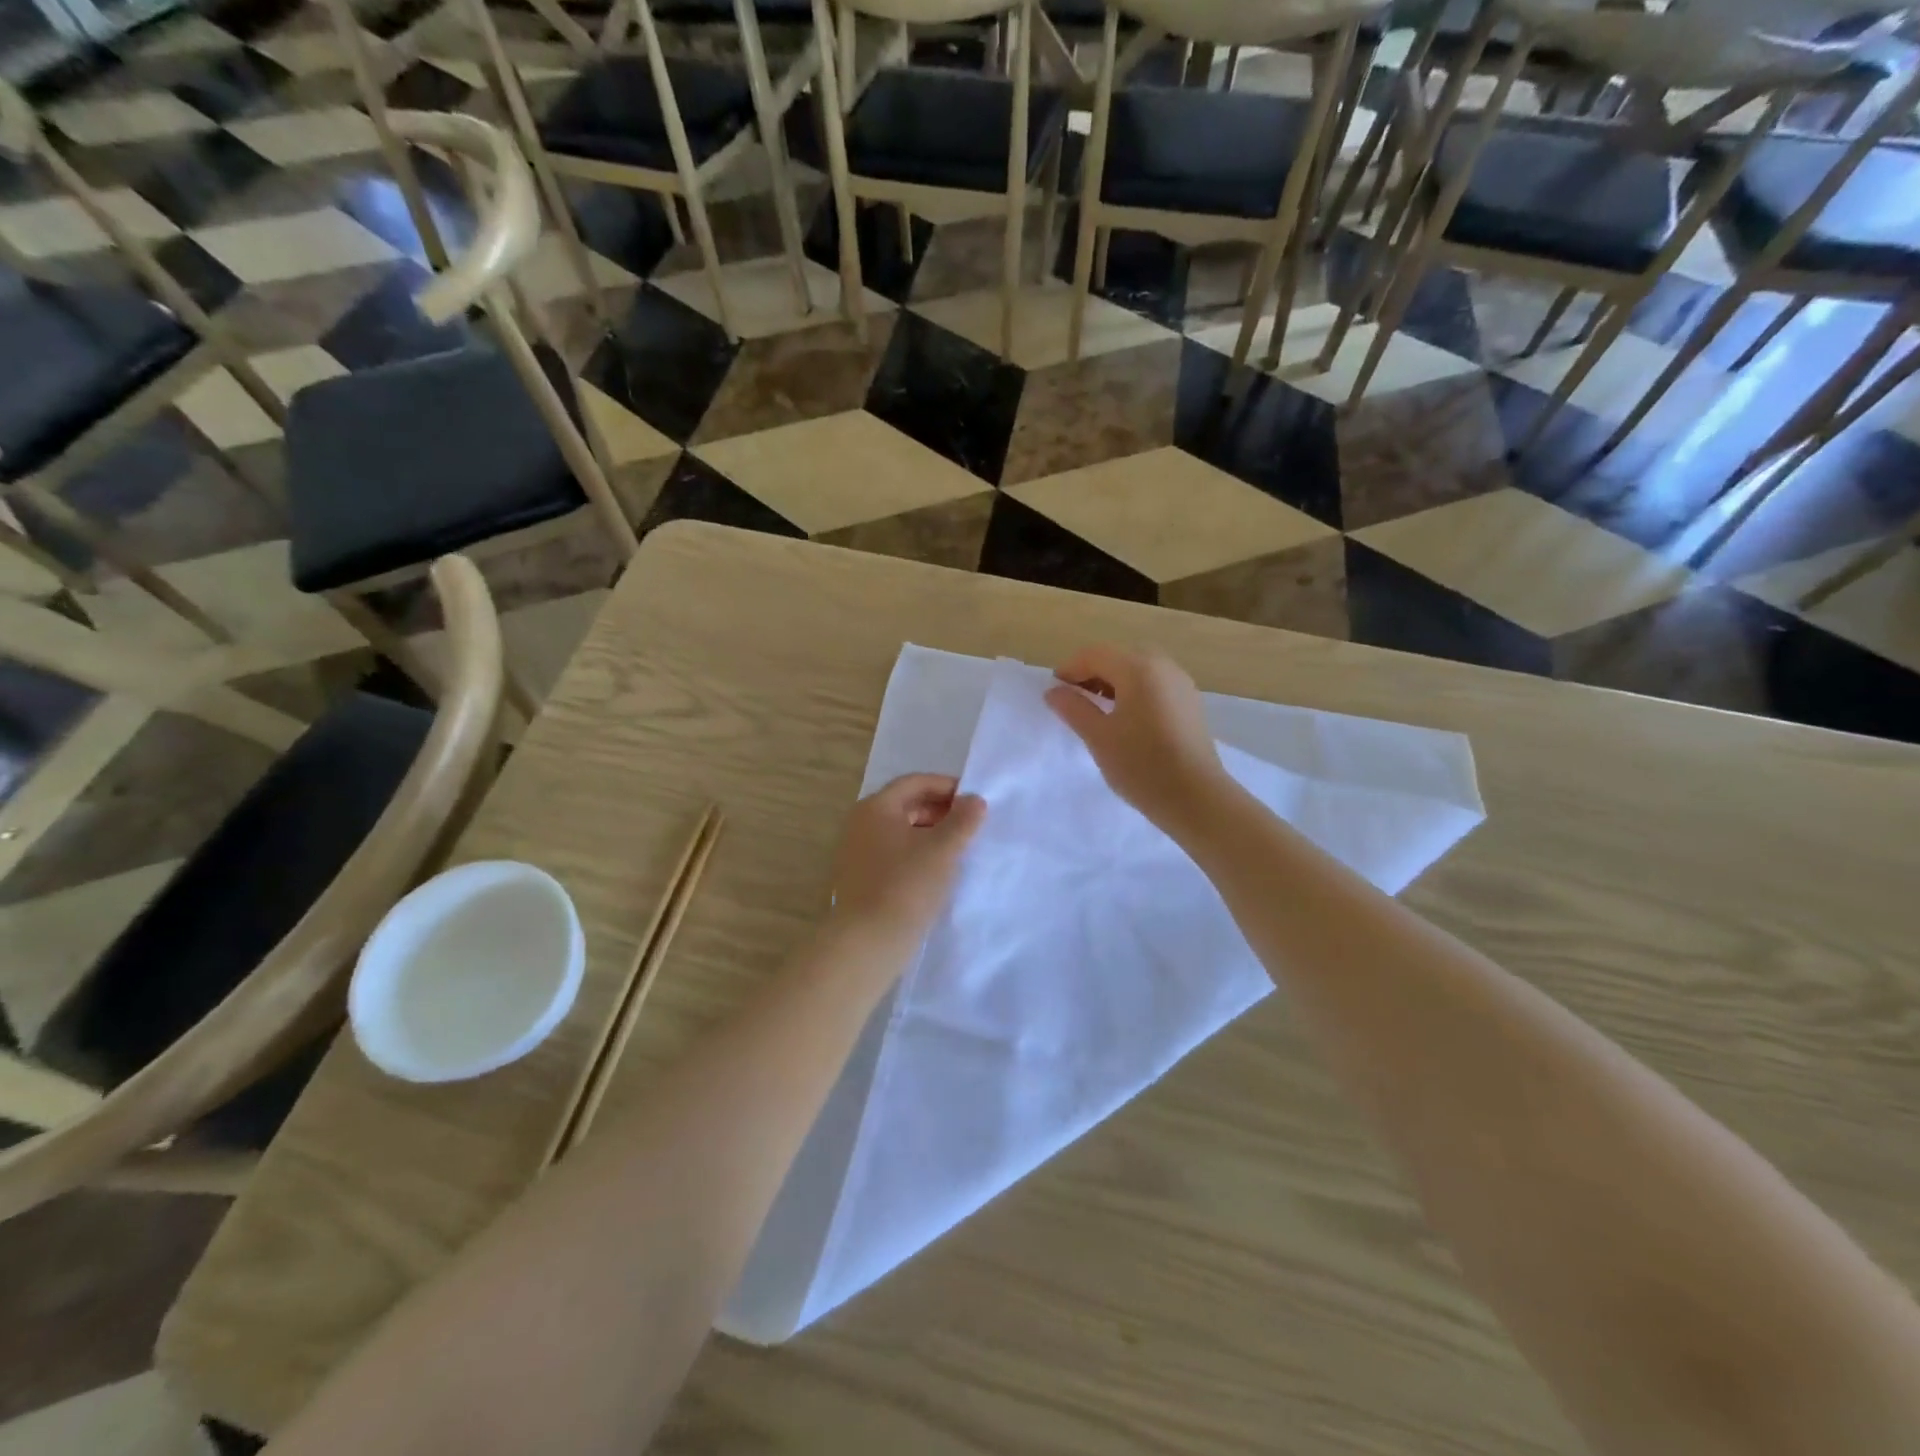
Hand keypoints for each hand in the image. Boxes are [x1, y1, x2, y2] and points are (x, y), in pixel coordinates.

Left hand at [828, 774, 985, 940]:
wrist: (867, 942)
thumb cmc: (906, 886)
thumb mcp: (943, 850)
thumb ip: (963, 820)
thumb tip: (974, 800)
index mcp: (875, 807)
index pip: (915, 782)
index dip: (947, 786)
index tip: (974, 800)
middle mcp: (860, 823)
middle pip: (905, 805)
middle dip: (940, 811)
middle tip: (970, 825)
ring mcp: (856, 852)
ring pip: (899, 831)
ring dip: (929, 834)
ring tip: (958, 849)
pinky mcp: (859, 878)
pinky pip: (892, 854)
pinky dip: (916, 854)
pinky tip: (936, 872)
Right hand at [1044, 644, 1230, 830]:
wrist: (1196, 798)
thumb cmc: (1141, 765)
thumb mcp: (1098, 736)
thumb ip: (1073, 708)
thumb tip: (1054, 691)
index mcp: (1138, 669)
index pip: (1095, 654)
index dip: (1070, 668)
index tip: (1054, 692)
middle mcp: (1163, 666)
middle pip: (1119, 656)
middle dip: (1092, 672)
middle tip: (1075, 699)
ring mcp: (1181, 684)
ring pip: (1139, 669)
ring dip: (1114, 681)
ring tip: (1098, 710)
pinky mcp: (1190, 703)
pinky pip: (1155, 684)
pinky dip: (1135, 691)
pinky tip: (1126, 719)